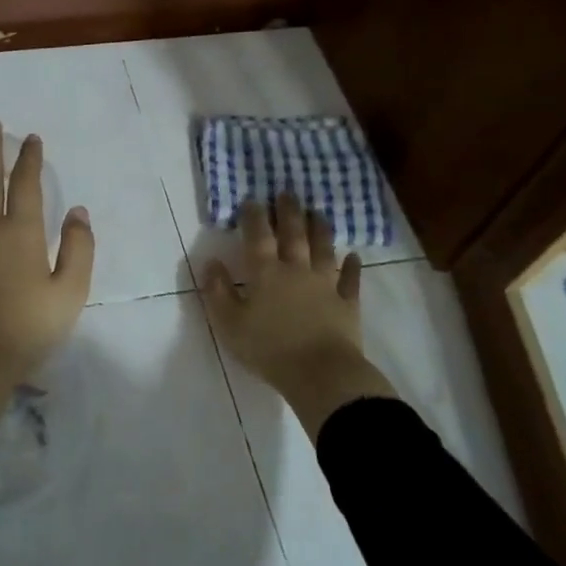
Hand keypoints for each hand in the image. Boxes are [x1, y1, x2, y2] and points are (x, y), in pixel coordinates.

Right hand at [204, 194, 394, 438]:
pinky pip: (350, 279)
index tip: (252, 200)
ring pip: (323, 249)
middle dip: (288, 212)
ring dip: (320, 229)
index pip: (258, 237)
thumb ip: (218, 292)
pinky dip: (352, 266)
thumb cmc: (268, 349)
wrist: (319, 372)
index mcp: (265, 274)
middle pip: (293, 234)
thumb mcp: (229, 323)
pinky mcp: (347, 303)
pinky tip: (353, 256)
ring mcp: (325, 284)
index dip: (254, 217)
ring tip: (317, 213)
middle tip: (287, 193)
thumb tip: (211, 263)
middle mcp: (296, 270)